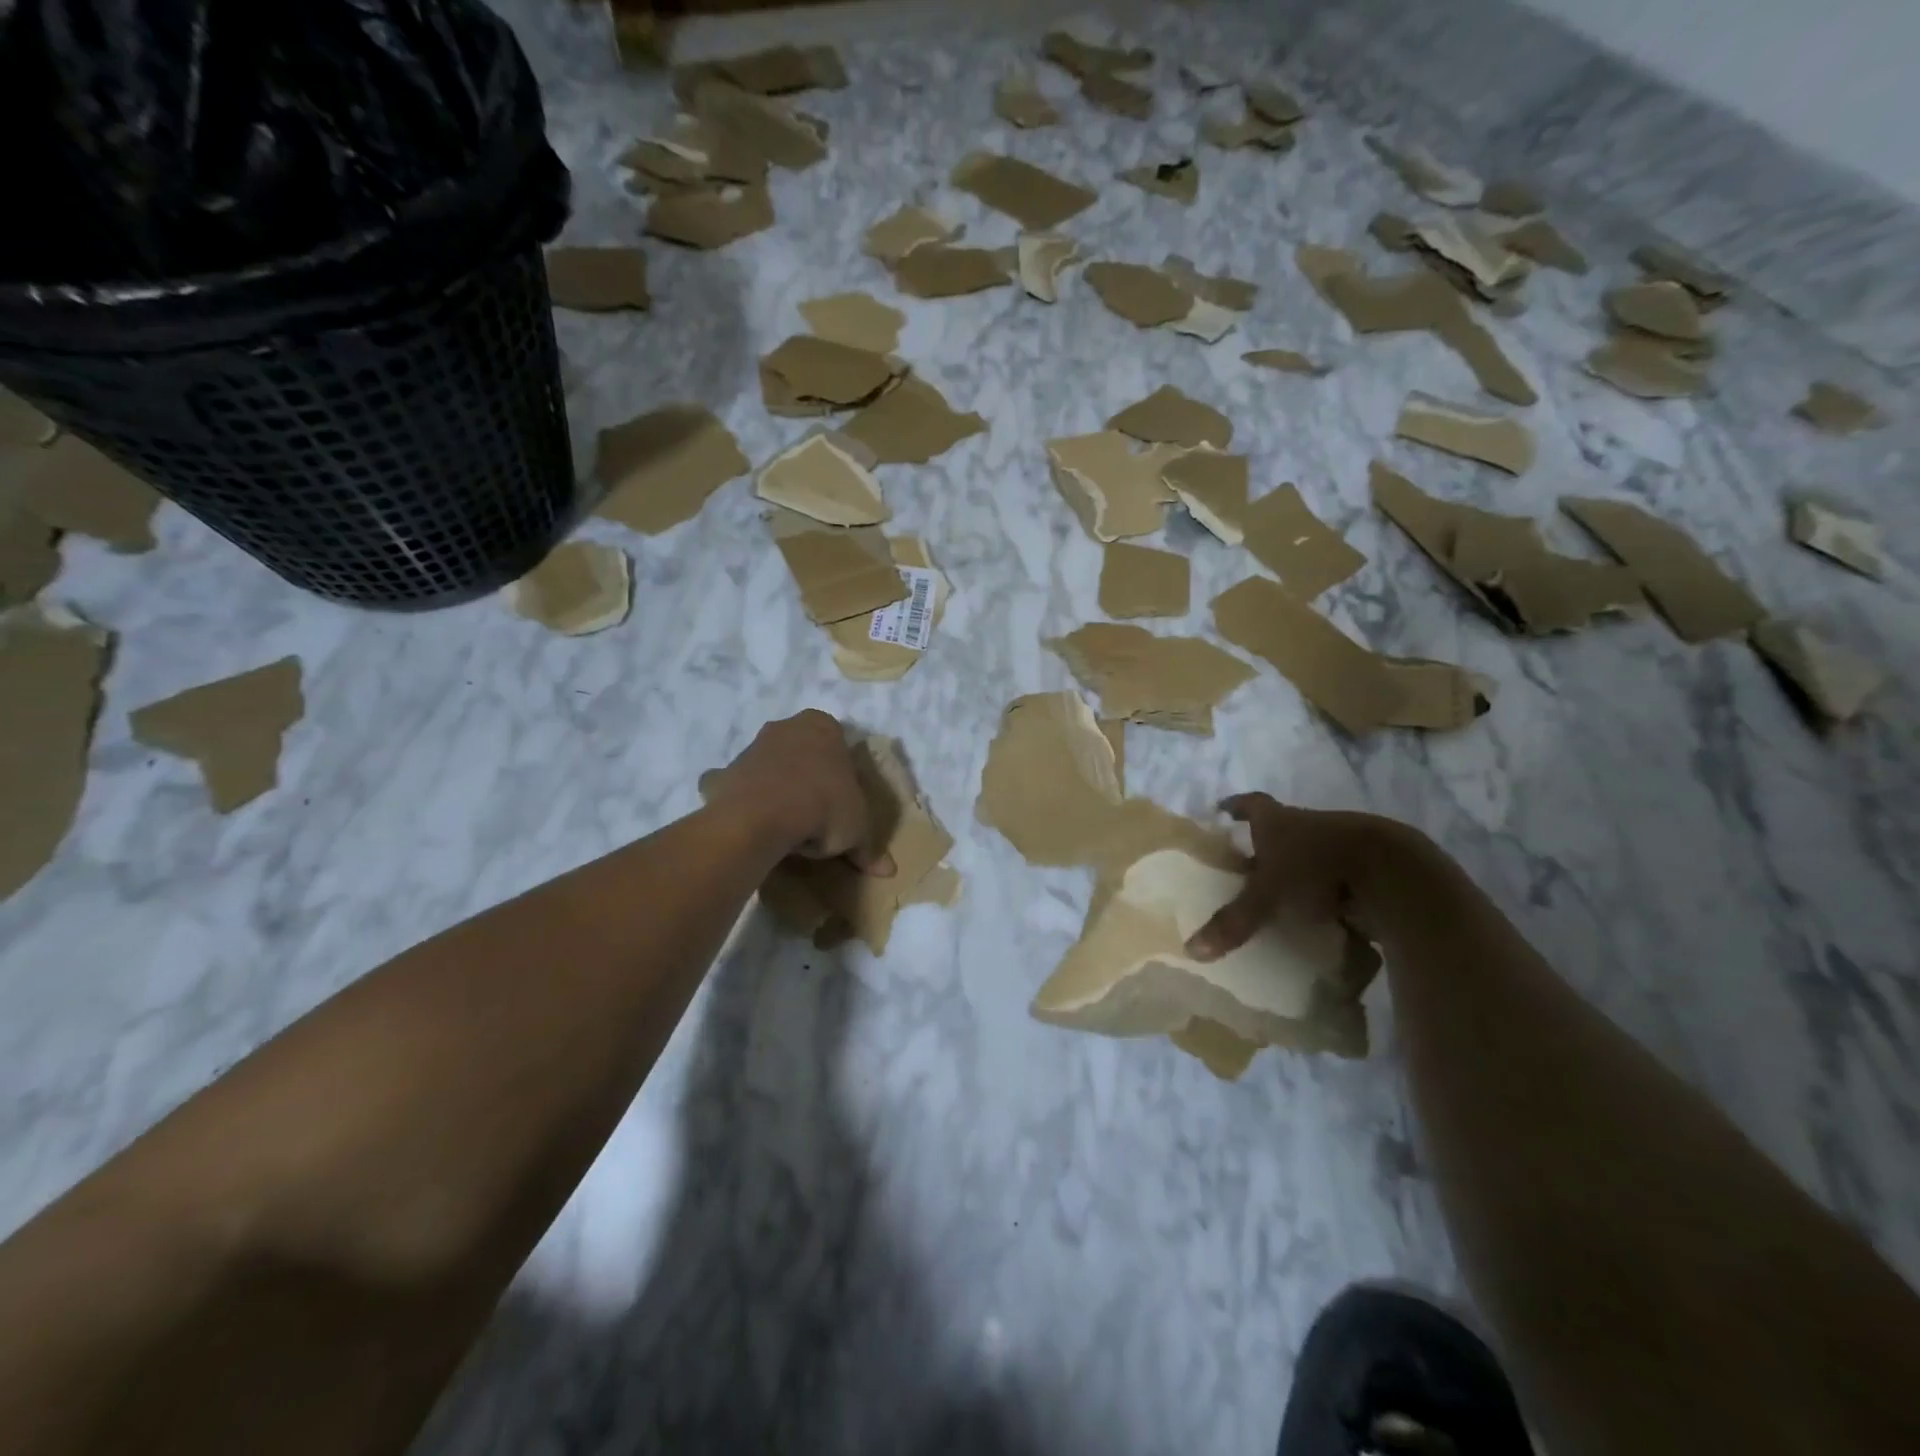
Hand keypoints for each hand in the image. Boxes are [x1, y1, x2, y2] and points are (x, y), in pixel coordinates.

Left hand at [703, 710, 893, 872]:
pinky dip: (745, 801)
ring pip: (772, 766)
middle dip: (809, 776)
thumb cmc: (823, 807)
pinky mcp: (725, 771)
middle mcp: (787, 727)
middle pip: (803, 753)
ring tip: (788, 826)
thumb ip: (868, 847)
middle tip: (818, 814)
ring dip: (778, 787)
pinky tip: (754, 826)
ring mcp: (753, 747)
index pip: (839, 745)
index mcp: (824, 727)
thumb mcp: (856, 830)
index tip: (843, 803)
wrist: (761, 817)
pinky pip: (739, 787)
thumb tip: (888, 871)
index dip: (843, 775)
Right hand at [1186, 794, 1430, 959]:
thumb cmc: (1316, 867)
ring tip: (1285, 894)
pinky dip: (1330, 891)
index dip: (1237, 806)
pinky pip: (1341, 876)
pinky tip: (1323, 913)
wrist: (1392, 872)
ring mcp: (1343, 842)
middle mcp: (1309, 824)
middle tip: (1249, 864)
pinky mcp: (1370, 866)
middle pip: (1283, 828)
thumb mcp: (1267, 896)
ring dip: (1301, 868)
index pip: (1252, 805)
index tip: (1223, 809)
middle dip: (1267, 845)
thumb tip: (1192, 950)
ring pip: (1314, 852)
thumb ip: (1234, 921)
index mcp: (1279, 821)